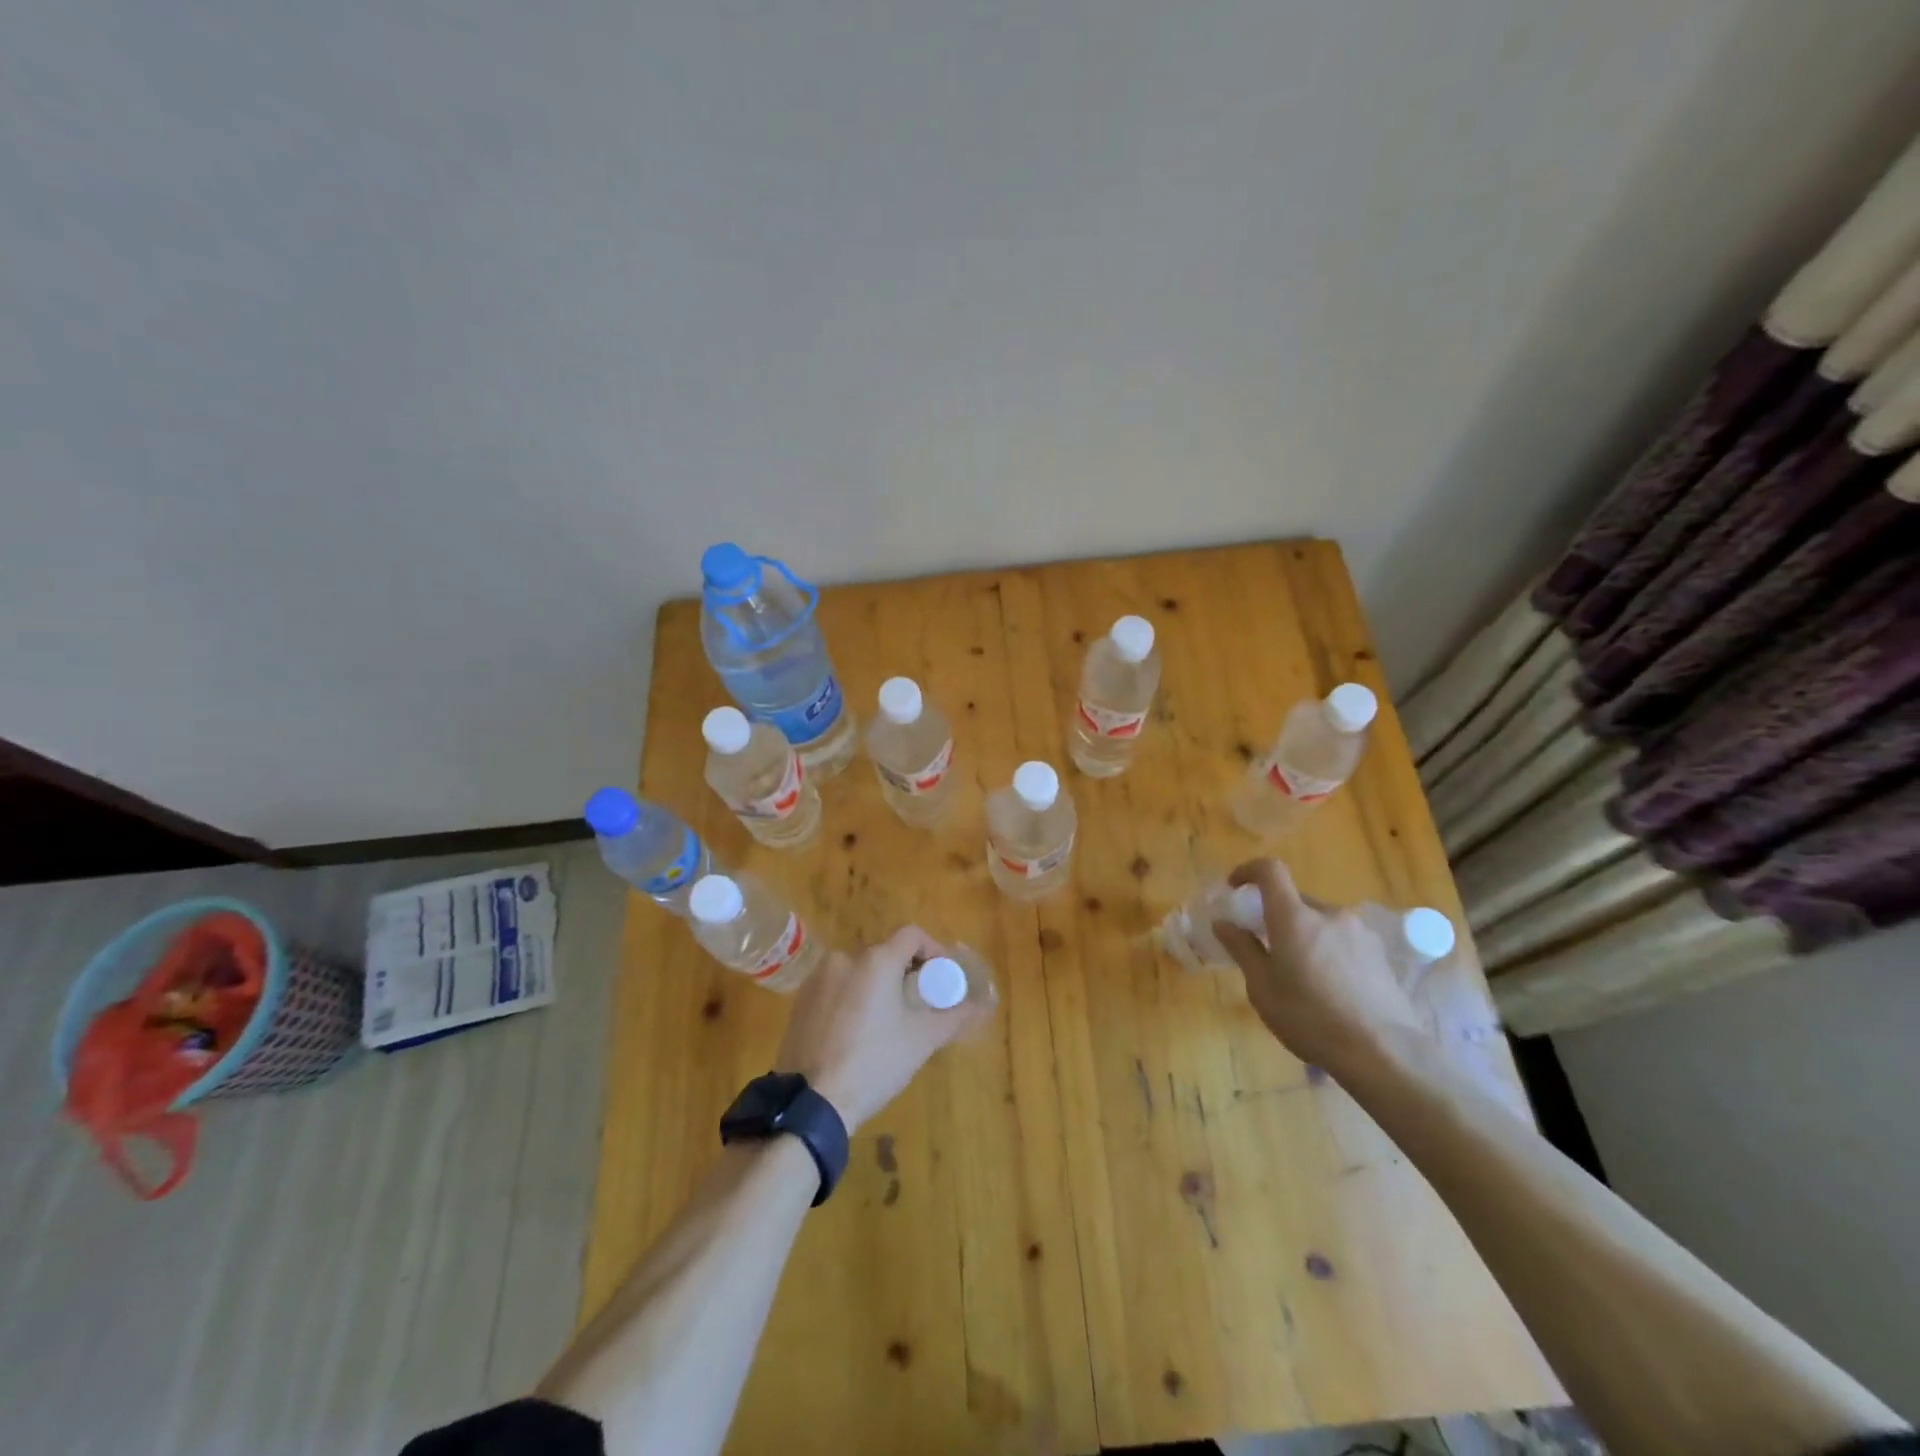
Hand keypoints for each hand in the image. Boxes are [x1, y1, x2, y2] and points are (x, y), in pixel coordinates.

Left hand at [775, 926, 990, 1133]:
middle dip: (905, 973)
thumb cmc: (873, 1063)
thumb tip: (983, 1006)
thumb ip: (954, 1017)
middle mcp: (844, 958)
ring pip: (859, 971)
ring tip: (889, 1021)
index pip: (912, 935)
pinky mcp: (800, 1001)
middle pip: (885, 953)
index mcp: (875, 960)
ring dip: (878, 986)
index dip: (933, 950)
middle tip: (919, 1004)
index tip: (942, 978)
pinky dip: (853, 998)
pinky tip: (857, 1032)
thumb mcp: (921, 1040)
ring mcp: (818, 979)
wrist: (810, 1102)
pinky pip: (836, 988)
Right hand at [1212, 859, 1427, 1075]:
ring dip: (1304, 935)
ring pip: (1320, 922)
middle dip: (1276, 916)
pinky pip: (1342, 940)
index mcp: (1294, 917)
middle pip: (1295, 900)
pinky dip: (1327, 950)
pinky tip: (1330, 988)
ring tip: (1301, 975)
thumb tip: (1224, 923)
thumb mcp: (1262, 988)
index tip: (1235, 888)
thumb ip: (1242, 949)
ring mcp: (1359, 932)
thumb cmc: (1310, 1018)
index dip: (1248, 871)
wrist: (1384, 1054)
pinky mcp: (1379, 954)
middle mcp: (1329, 914)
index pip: (1270, 870)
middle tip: (1266, 948)